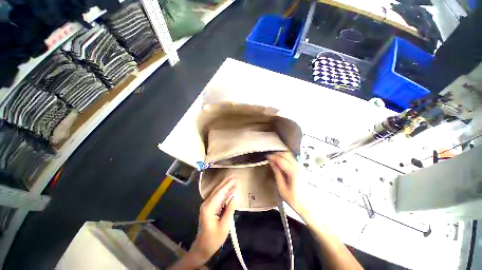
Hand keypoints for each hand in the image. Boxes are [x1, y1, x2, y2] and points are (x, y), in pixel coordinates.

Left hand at [188, 177, 236, 265]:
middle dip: (226, 183)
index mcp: (209, 208)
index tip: (234, 179)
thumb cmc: (214, 239)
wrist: (202, 248)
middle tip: (234, 177)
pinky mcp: (208, 208)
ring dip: (225, 187)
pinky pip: (217, 197)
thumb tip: (235, 197)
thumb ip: (230, 210)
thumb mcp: (224, 226)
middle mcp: (206, 204)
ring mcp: (206, 205)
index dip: (227, 185)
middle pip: (217, 190)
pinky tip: (229, 191)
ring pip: (217, 193)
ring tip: (232, 181)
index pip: (219, 193)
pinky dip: (223, 193)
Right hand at [268, 152, 306, 215]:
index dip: (273, 157)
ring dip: (281, 155)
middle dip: (276, 154)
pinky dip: (284, 158)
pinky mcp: (301, 169)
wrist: (307, 206)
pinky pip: (291, 159)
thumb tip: (272, 163)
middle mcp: (298, 167)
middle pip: (286, 154)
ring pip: (289, 155)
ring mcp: (300, 167)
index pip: (281, 160)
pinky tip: (280, 162)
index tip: (266, 156)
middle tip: (269, 157)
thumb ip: (277, 173)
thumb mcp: (282, 188)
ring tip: (273, 158)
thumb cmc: (294, 200)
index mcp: (293, 172)